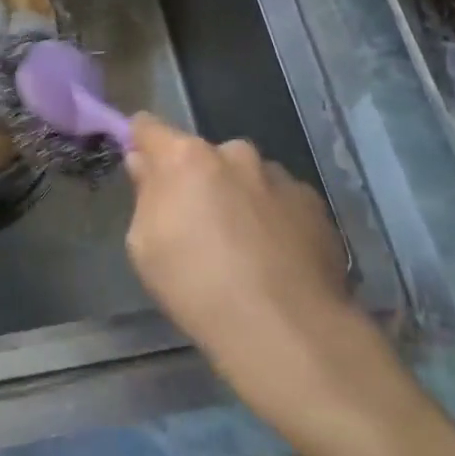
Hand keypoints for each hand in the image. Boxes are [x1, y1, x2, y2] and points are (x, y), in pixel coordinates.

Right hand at [125, 115, 377, 416]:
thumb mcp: (144, 246)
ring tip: (242, 248)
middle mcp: (235, 154)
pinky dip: (272, 218)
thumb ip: (145, 194)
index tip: (139, 162)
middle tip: (195, 223)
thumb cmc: (197, 285)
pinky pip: (280, 201)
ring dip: (237, 197)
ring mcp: (280, 176)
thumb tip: (145, 164)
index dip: (140, 141)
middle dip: (196, 179)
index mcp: (186, 157)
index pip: (149, 127)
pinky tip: (273, 258)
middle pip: (203, 155)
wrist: (285, 329)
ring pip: (246, 177)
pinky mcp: (315, 204)